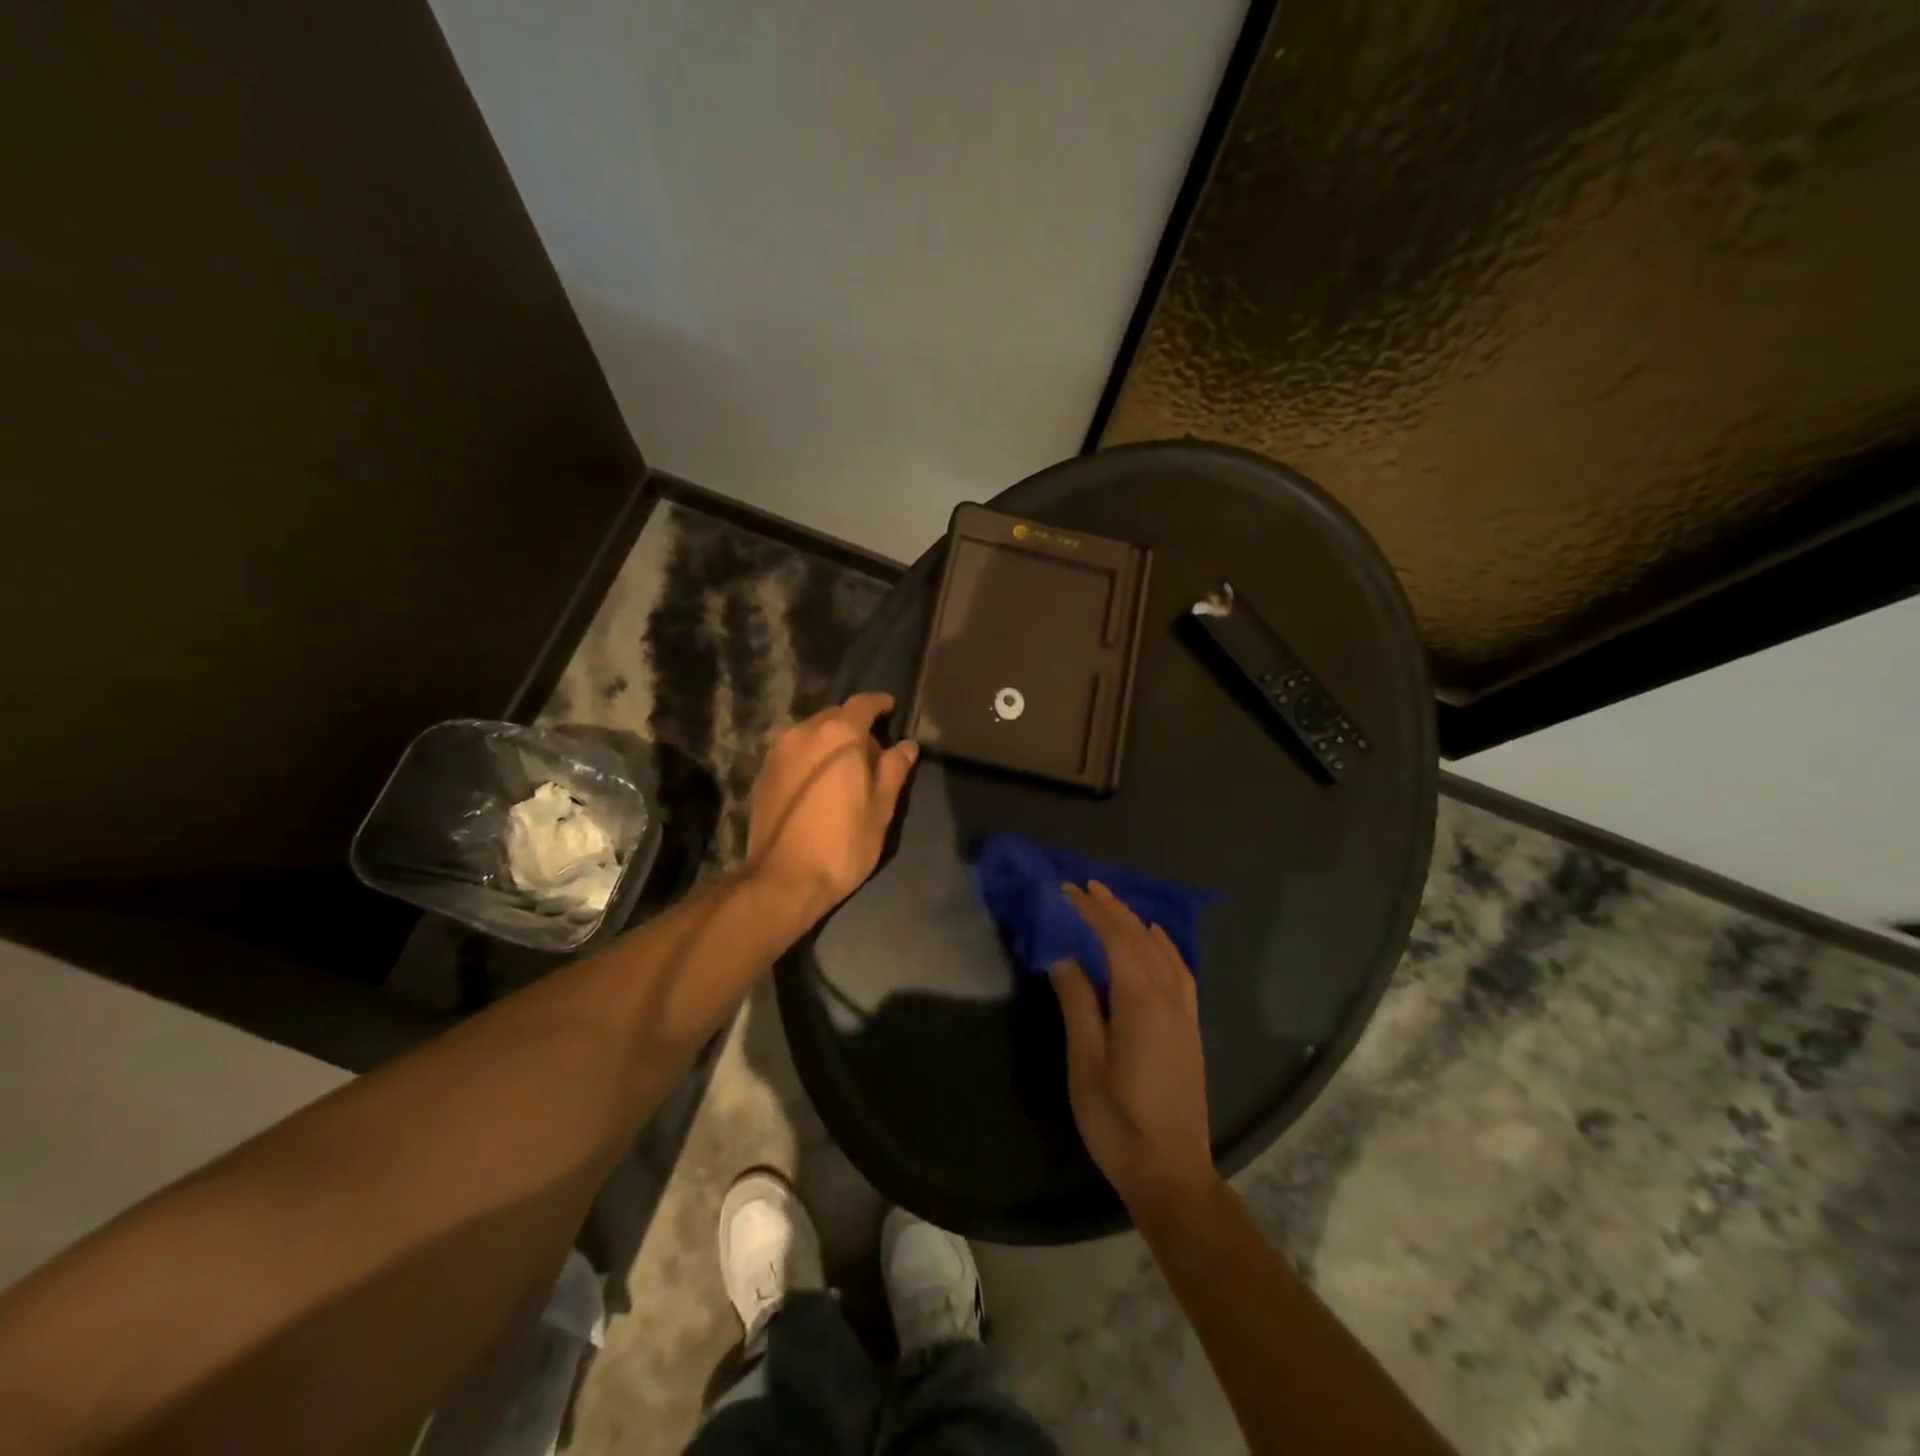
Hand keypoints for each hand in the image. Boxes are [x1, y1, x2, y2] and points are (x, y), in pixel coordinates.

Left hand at [745, 693, 917, 920]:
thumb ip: (894, 769)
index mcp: (838, 735)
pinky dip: (811, 757)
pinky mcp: (764, 773)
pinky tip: (821, 783)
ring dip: (831, 742)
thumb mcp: (881, 807)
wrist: (783, 879)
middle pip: (834, 717)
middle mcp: (804, 733)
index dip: (879, 704)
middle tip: (873, 752)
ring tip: (846, 769)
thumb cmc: (843, 842)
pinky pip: (795, 752)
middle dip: (855, 727)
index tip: (890, 707)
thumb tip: (906, 745)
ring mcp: (778, 752)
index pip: (862, 705)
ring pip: (811, 733)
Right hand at [1051, 883, 1217, 1220]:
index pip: (1116, 940)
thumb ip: (1077, 1006)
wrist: (1172, 1173)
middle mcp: (1168, 998)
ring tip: (1112, 903)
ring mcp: (1184, 1013)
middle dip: (1113, 909)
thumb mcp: (1085, 1066)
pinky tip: (1155, 940)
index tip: (1068, 891)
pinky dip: (1164, 945)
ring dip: (1136, 922)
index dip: (1093, 912)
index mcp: (1140, 1003)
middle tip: (1085, 886)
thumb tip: (1065, 960)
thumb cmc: (1118, 1123)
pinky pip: (1180, 970)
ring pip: (1162, 951)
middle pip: (1141, 939)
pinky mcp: (1190, 1028)